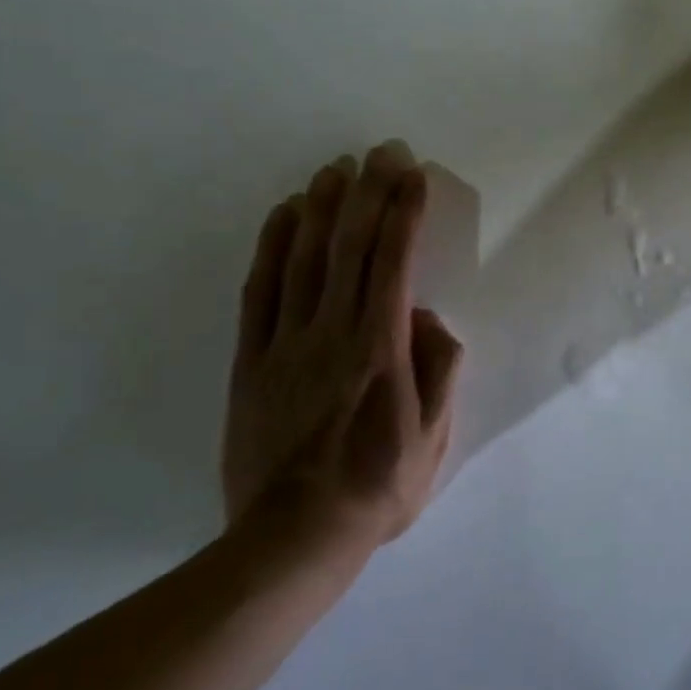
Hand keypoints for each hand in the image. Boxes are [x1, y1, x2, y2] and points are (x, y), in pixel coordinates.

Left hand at [223, 142, 463, 552]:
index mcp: (381, 348)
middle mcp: (333, 332)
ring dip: (321, 207)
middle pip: (350, 246)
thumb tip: (427, 318)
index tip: (413, 175)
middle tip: (380, 151)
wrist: (293, 538)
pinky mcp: (250, 361)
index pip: (395, 261)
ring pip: (303, 259)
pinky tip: (282, 217)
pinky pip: (259, 292)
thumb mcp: (434, 437)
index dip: (405, 212)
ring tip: (334, 168)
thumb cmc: (377, 489)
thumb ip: (440, 369)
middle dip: (369, 192)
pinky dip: (271, 247)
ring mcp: (285, 343)